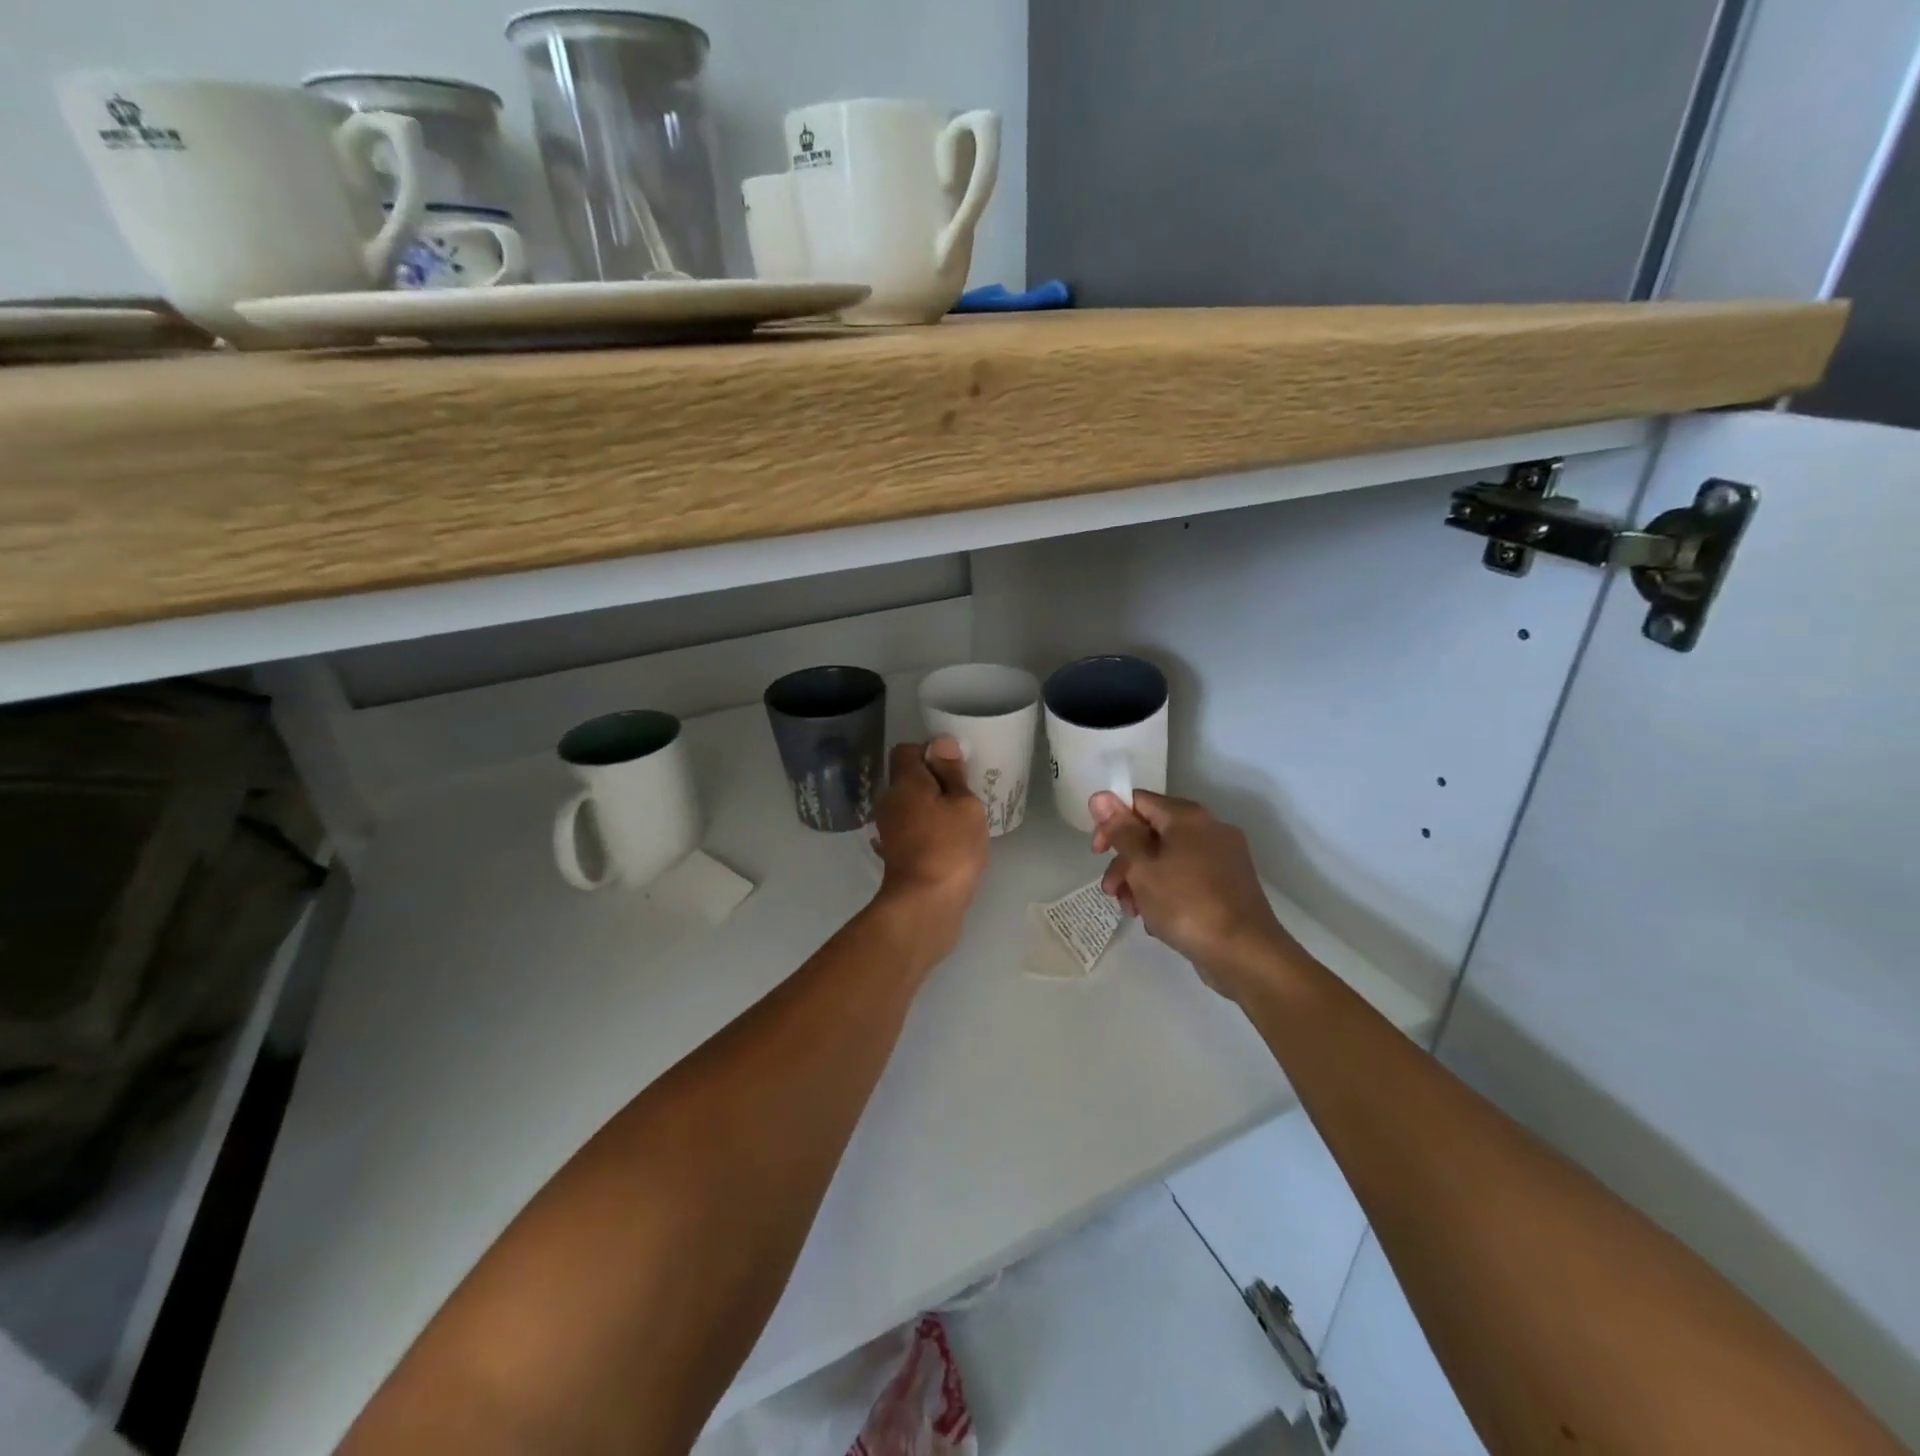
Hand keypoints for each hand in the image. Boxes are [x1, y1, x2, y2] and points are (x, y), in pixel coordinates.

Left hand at [871, 737, 988, 957]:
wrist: (925, 905)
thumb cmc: (950, 847)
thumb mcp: (964, 804)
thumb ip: (953, 773)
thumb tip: (941, 743)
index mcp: (905, 782)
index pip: (907, 750)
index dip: (931, 752)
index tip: (956, 767)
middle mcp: (890, 801)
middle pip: (907, 778)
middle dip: (933, 782)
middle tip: (964, 794)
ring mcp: (889, 830)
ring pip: (910, 806)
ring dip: (931, 808)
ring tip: (960, 820)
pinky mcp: (896, 854)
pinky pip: (911, 830)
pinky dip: (926, 831)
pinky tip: (947, 843)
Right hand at [1090, 790, 1299, 1000]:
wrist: (1245, 953)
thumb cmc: (1186, 903)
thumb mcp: (1142, 866)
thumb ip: (1120, 831)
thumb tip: (1100, 796)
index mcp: (1188, 816)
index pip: (1138, 802)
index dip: (1111, 823)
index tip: (1098, 853)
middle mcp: (1208, 829)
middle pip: (1152, 833)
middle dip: (1125, 862)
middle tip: (1110, 891)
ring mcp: (1222, 858)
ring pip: (1167, 859)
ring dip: (1141, 882)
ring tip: (1132, 912)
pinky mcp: (1227, 886)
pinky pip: (1186, 879)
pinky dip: (1166, 893)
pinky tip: (1157, 920)